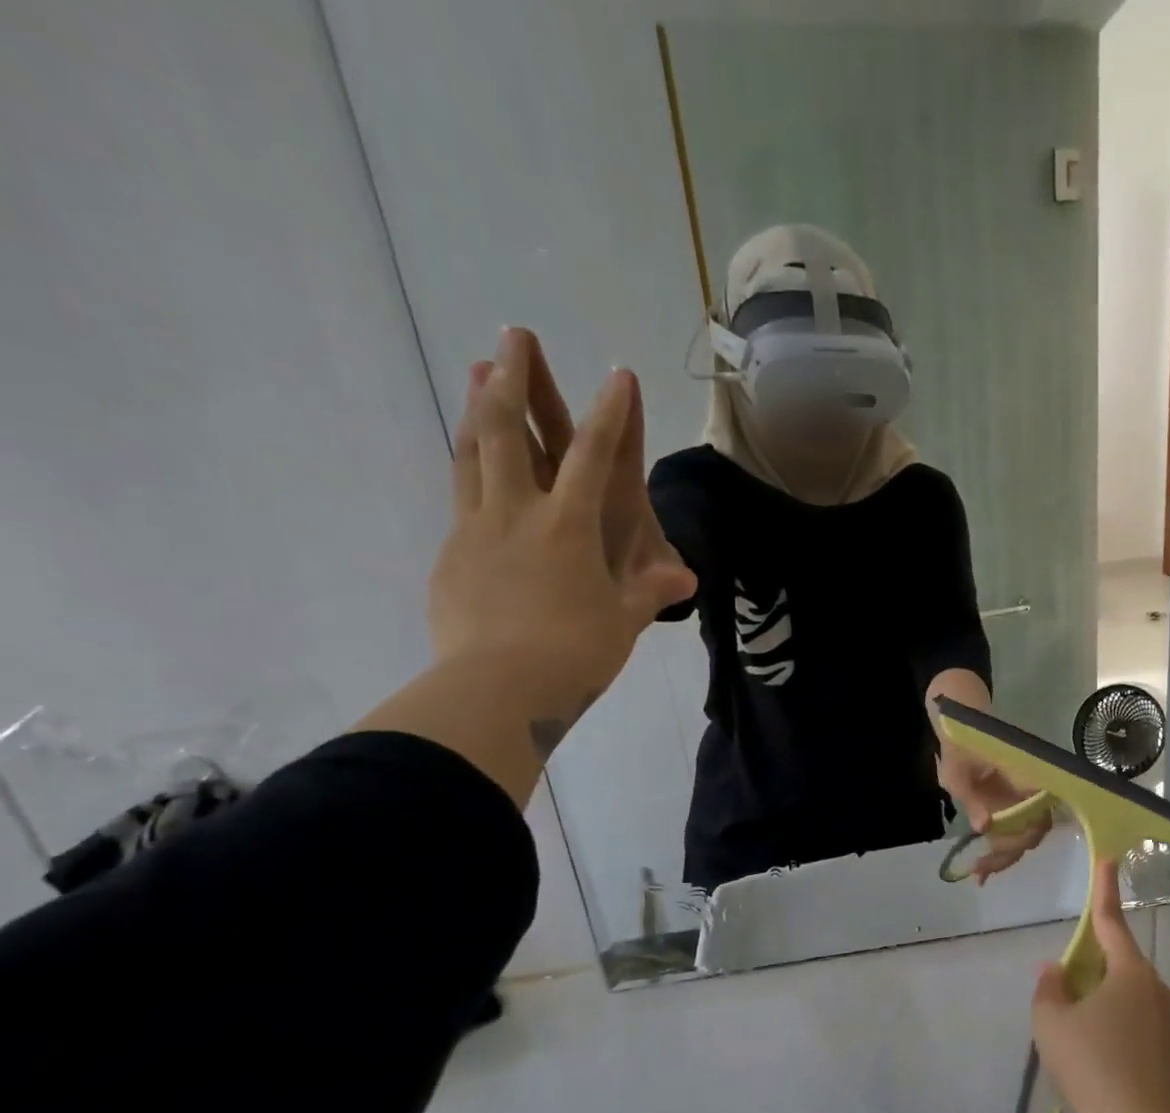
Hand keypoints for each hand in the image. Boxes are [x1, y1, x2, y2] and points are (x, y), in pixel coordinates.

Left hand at [429, 328, 696, 725]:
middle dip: (515, 380)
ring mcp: (476, 530)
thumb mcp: (623, 622)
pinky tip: (472, 468)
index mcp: (569, 526)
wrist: (498, 689)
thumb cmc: (575, 652)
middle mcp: (518, 514)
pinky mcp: (451, 556)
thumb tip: (686, 578)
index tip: (618, 374)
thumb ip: (649, 592)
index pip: (594, 456)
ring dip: (478, 410)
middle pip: (510, 433)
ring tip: (477, 372)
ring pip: (472, 455)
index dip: (610, 413)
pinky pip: (461, 500)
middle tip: (513, 336)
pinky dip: (468, 472)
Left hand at [939, 747, 1049, 882]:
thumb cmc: (960, 745)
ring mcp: (1026, 798)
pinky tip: (983, 866)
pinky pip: (1016, 829)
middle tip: (980, 870)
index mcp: (1026, 778)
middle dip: (1008, 854)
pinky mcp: (1015, 803)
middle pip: (1033, 831)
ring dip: (1005, 855)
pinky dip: (1002, 848)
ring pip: (1026, 834)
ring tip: (979, 872)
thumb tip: (985, 828)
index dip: (1017, 840)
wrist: (963, 724)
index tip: (990, 853)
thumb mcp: (957, 772)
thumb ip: (972, 798)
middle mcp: (1034, 790)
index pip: (1035, 817)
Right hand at [1032, 859, 1169, 1112]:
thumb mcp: (1052, 1024)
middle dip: (1090, 972)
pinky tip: (1101, 1061)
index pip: (1111, 921)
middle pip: (1117, 965)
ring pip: (1127, 997)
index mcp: (1130, 973)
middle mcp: (1157, 988)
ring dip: (1102, 1004)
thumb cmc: (1093, 1067)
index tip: (1109, 860)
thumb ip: (1049, 989)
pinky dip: (1117, 1028)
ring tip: (1079, 1042)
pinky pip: (1138, 1023)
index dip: (1105, 889)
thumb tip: (1056, 970)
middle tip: (1064, 1001)